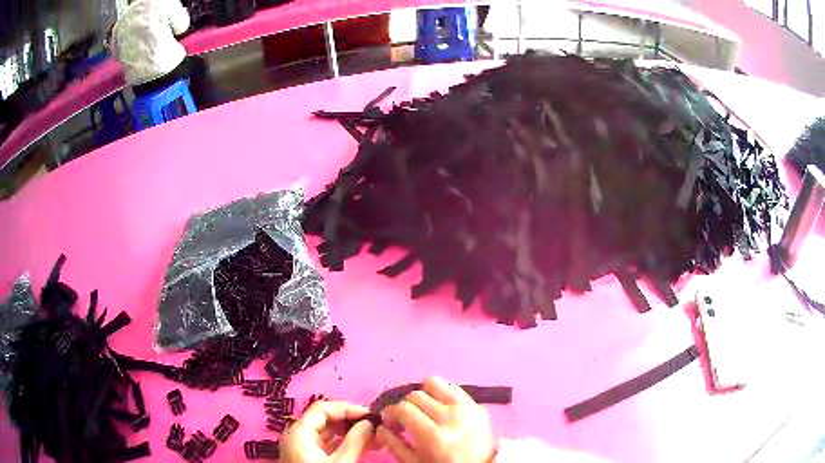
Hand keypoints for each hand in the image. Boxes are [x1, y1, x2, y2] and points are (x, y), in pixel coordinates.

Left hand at [280, 401, 375, 462]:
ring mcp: (301, 446)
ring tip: (375, 436)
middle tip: (376, 425)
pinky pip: (326, 443)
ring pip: (326, 431)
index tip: (371, 415)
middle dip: (351, 420)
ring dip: (350, 432)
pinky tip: (363, 445)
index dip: (347, 408)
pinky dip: (343, 442)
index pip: (322, 408)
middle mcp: (297, 435)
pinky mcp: (307, 456)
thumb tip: (370, 423)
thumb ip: (355, 441)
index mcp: (299, 432)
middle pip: (324, 418)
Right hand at [376, 377, 495, 462]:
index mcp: (434, 436)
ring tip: (424, 409)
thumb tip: (380, 426)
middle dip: (405, 405)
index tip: (389, 420)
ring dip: (424, 394)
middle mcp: (451, 417)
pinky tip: (440, 408)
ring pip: (434, 383)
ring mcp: (467, 408)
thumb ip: (393, 444)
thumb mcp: (415, 462)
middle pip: (416, 395)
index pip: (403, 408)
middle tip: (405, 418)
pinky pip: (453, 387)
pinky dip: (442, 394)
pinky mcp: (477, 404)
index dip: (390, 412)